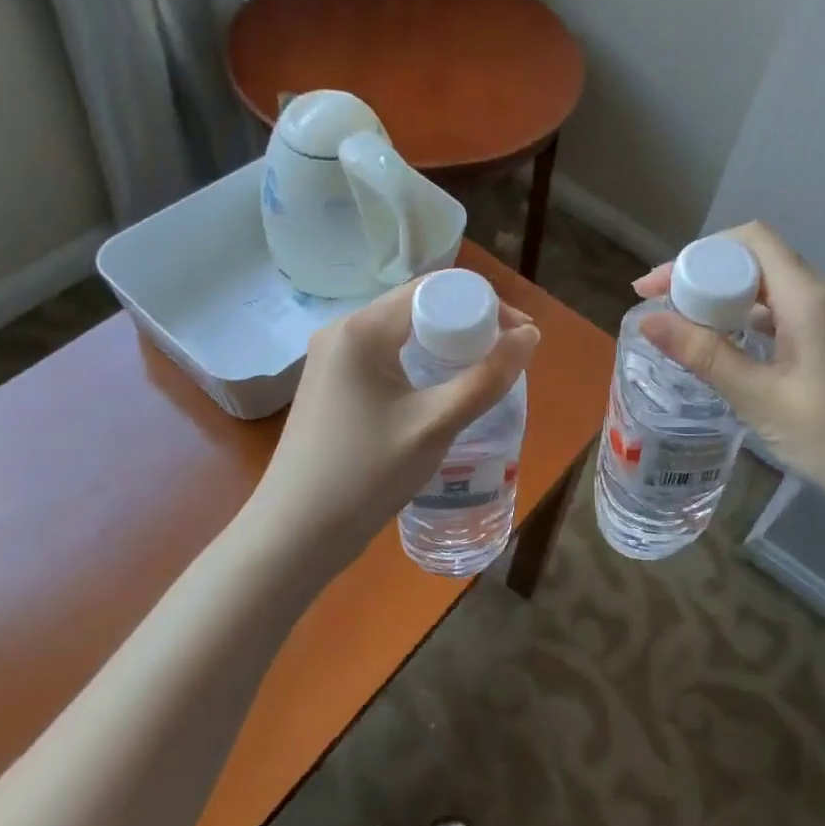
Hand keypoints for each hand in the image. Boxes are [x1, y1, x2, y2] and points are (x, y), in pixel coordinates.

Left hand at [244, 281, 539, 587]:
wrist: (294, 535)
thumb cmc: (366, 476)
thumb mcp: (435, 425)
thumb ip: (487, 378)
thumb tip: (530, 336)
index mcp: (362, 329)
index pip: (434, 290)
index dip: (484, 303)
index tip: (519, 334)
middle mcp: (342, 331)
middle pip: (418, 307)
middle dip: (468, 324)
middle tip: (506, 357)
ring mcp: (332, 358)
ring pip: (403, 333)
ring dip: (445, 345)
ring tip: (482, 374)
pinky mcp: (332, 383)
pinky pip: (386, 356)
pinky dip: (420, 363)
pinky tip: (440, 391)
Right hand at [635, 222, 824, 537]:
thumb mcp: (762, 399)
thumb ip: (705, 354)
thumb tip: (648, 319)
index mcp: (812, 298)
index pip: (749, 241)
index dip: (696, 255)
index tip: (656, 288)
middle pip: (759, 261)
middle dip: (706, 277)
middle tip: (664, 311)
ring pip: (774, 287)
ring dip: (729, 300)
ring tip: (688, 329)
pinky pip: (791, 311)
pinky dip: (755, 320)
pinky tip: (734, 348)